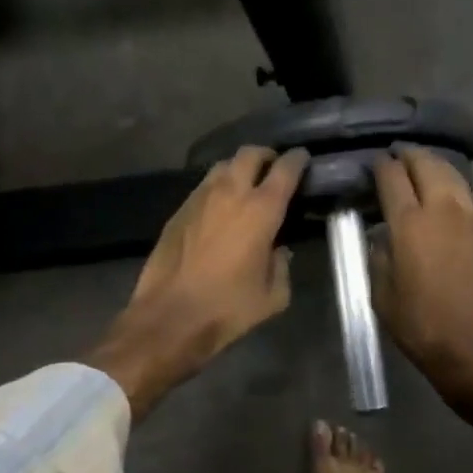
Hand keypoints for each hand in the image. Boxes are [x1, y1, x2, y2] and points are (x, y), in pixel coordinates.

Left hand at [88, 146, 307, 418]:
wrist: (169, 318)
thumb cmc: (228, 309)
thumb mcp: (272, 296)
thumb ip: (282, 266)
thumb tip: (278, 251)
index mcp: (261, 210)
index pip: (285, 169)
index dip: (297, 159)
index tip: (303, 159)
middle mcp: (230, 193)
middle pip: (250, 154)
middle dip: (265, 155)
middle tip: (273, 168)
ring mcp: (199, 198)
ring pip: (222, 166)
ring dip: (238, 169)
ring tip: (246, 185)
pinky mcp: (178, 211)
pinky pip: (203, 187)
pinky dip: (217, 188)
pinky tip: (219, 208)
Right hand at [372, 147, 472, 438]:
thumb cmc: (424, 327)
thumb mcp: (382, 296)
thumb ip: (378, 258)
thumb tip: (381, 237)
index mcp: (410, 224)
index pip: (392, 178)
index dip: (380, 166)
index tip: (373, 163)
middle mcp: (444, 210)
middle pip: (427, 165)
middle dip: (409, 155)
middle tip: (397, 154)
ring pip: (453, 177)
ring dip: (434, 166)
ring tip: (422, 167)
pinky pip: (469, 199)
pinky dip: (453, 190)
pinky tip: (447, 201)